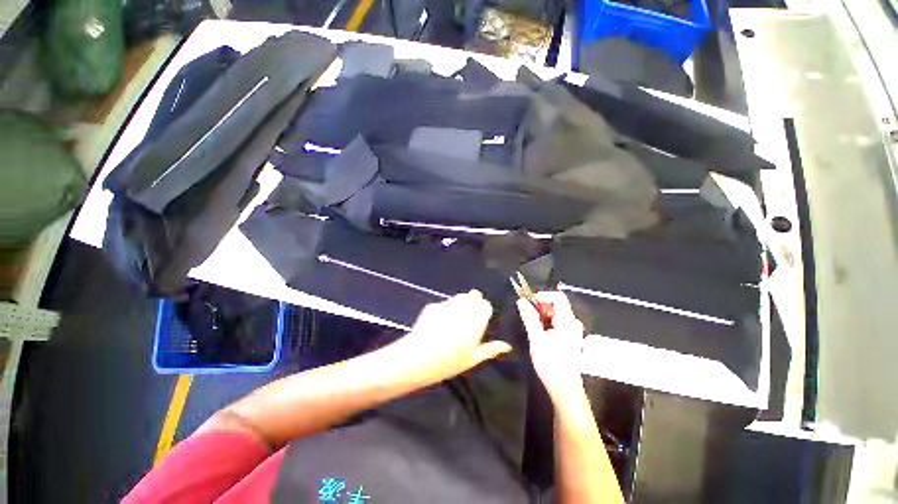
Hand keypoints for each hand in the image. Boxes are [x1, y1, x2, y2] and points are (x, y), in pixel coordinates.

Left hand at [395, 290, 511, 382]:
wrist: (418, 357)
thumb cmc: (449, 362)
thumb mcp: (472, 359)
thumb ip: (490, 349)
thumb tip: (507, 346)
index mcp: (476, 319)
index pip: (486, 305)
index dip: (484, 310)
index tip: (481, 319)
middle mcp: (463, 307)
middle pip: (474, 295)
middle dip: (474, 302)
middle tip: (469, 317)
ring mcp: (447, 304)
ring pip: (459, 296)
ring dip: (461, 302)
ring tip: (455, 319)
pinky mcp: (434, 305)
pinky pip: (444, 303)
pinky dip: (446, 308)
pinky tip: (440, 322)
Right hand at [518, 291, 585, 401]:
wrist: (564, 389)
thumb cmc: (551, 363)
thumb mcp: (536, 339)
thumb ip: (529, 318)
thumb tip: (521, 301)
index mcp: (568, 321)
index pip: (558, 297)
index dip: (542, 296)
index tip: (529, 303)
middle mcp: (573, 323)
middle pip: (556, 305)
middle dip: (539, 308)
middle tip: (527, 317)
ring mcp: (572, 331)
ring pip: (554, 315)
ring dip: (541, 317)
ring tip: (532, 328)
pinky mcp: (569, 338)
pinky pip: (556, 323)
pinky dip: (545, 324)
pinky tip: (539, 335)